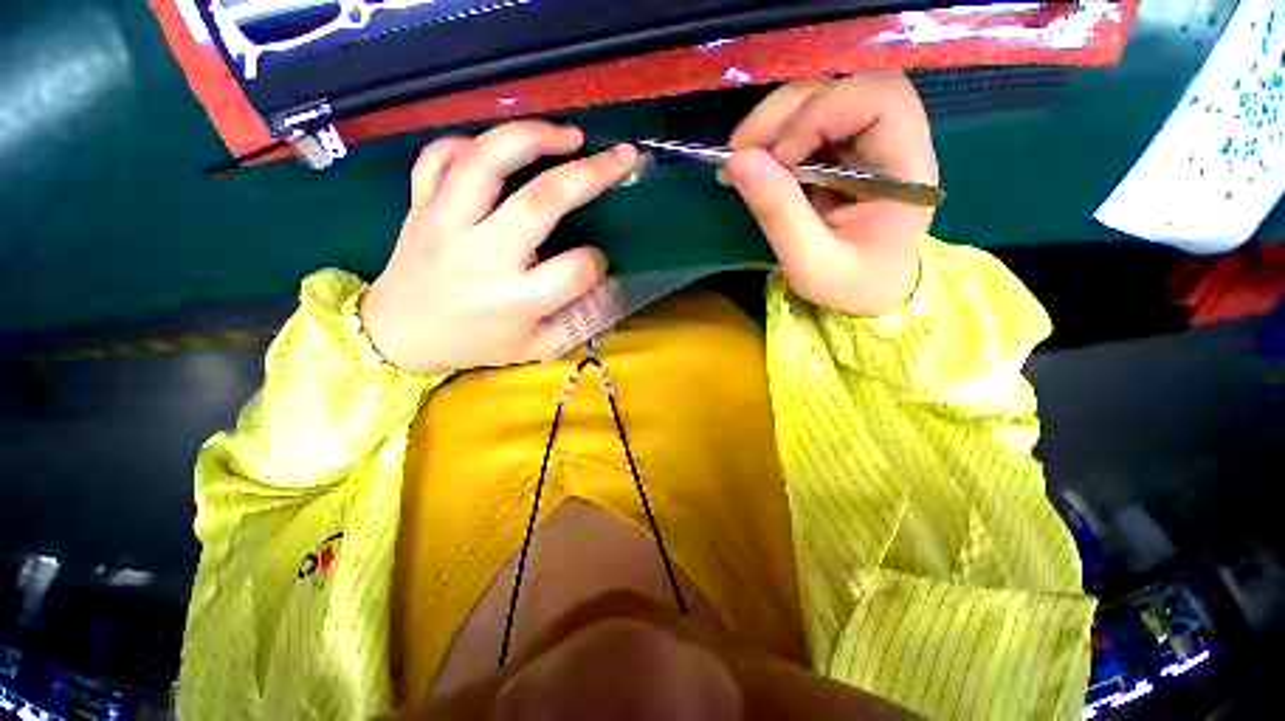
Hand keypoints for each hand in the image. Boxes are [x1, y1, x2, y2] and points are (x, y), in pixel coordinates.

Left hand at [360, 121, 638, 374]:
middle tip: (621, 156)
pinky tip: (500, 148)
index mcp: (513, 300)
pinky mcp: (420, 206)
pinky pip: (440, 157)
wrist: (400, 334)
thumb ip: (576, 322)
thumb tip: (608, 285)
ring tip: (568, 133)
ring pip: (486, 161)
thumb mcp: (534, 347)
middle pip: (539, 202)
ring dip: (533, 137)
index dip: (596, 263)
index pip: (574, 271)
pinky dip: (471, 142)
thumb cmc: (476, 344)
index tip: (596, 263)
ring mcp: (445, 224)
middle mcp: (481, 257)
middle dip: (589, 174)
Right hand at [724, 72, 937, 316]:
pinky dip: (774, 137)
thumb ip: (779, 214)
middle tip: (739, 152)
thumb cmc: (851, 285)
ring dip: (774, 122)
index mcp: (907, 170)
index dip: (822, 114)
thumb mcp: (811, 263)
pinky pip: (807, 123)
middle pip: (845, 88)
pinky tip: (753, 161)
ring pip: (822, 98)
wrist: (870, 292)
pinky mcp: (845, 150)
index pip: (880, 99)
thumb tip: (737, 161)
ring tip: (739, 159)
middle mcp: (894, 142)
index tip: (779, 159)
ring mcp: (868, 142)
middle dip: (785, 114)